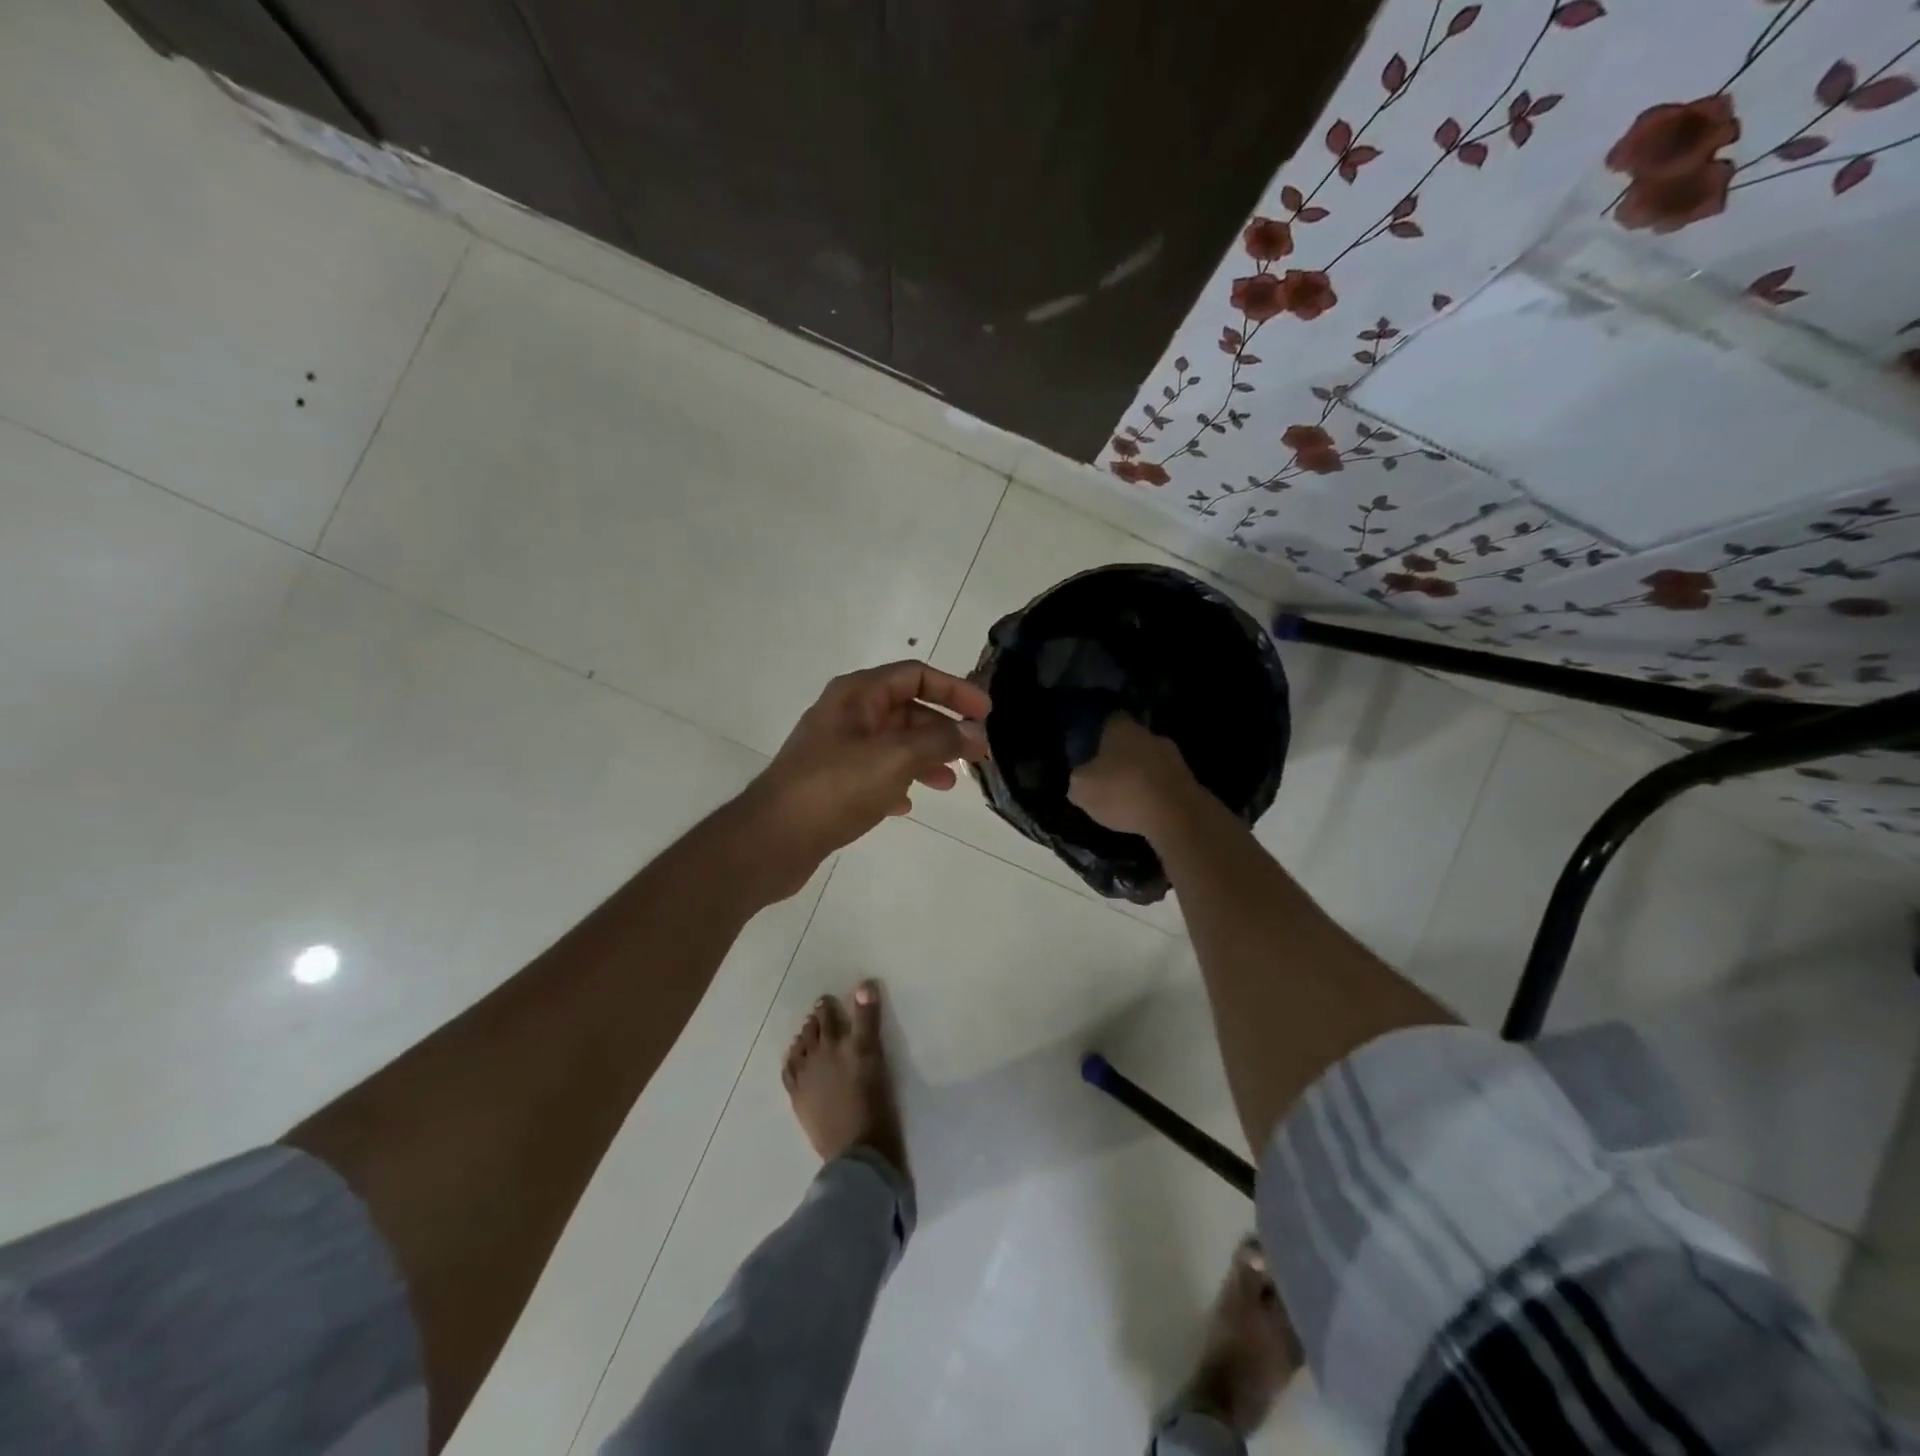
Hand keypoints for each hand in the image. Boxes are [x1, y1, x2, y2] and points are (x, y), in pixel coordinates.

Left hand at [741, 661, 990, 888]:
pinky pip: (876, 773)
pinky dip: (898, 782)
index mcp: (857, 694)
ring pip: (894, 744)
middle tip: (977, 755)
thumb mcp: (895, 758)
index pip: (915, 675)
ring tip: (949, 784)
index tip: (987, 714)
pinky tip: (907, 805)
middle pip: (907, 710)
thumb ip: (940, 742)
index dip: (954, 690)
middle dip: (944, 730)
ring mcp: (837, 749)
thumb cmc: (835, 788)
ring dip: (926, 758)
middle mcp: (846, 714)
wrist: (772, 840)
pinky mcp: (832, 782)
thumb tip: (975, 733)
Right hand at [1067, 715, 1201, 838]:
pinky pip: (1164, 783)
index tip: (1091, 748)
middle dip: (1121, 756)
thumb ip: (1078, 780)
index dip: (1099, 734)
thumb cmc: (1122, 792)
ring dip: (1140, 775)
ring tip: (1126, 798)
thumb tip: (1081, 780)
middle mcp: (1150, 735)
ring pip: (1150, 762)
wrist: (1176, 815)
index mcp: (1122, 729)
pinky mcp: (1189, 781)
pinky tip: (1146, 810)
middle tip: (1107, 776)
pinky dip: (1155, 793)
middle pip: (1132, 741)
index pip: (1110, 721)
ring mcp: (1174, 757)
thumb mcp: (1081, 788)